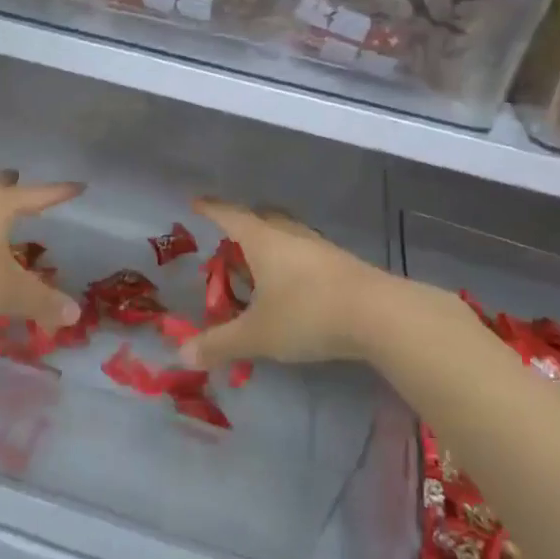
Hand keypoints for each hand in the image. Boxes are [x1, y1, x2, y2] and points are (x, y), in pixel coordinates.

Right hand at [179, 198, 402, 368]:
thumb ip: (220, 344)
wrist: (378, 315)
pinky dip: (289, 261)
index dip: (210, 209)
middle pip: (261, 218)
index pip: (229, 215)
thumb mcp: (257, 334)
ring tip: (256, 264)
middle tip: (226, 239)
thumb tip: (181, 355)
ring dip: (268, 243)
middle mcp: (289, 234)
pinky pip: (304, 253)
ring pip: (286, 234)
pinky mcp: (340, 264)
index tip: (195, 203)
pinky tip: (291, 285)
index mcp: (263, 240)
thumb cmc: (307, 314)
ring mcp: (318, 247)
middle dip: (241, 225)